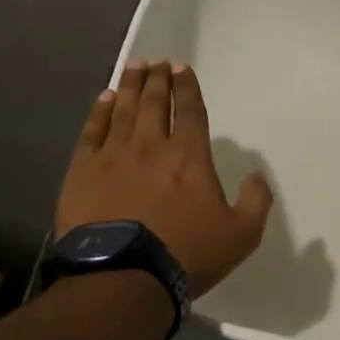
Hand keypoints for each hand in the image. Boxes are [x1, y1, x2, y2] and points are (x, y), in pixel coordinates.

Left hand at [56, 60, 272, 296]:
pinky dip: (98, 112)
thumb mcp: (241, 234)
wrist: (123, 277)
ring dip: (129, 86)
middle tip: (155, 61)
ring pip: (122, 110)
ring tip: (133, 67)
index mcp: (189, 156)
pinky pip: (92, 132)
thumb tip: (256, 175)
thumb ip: (256, 201)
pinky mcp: (82, 172)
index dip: (186, 88)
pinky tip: (103, 100)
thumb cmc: (186, 254)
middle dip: (156, 79)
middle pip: (153, 103)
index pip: (189, 111)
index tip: (181, 68)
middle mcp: (151, 146)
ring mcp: (113, 156)